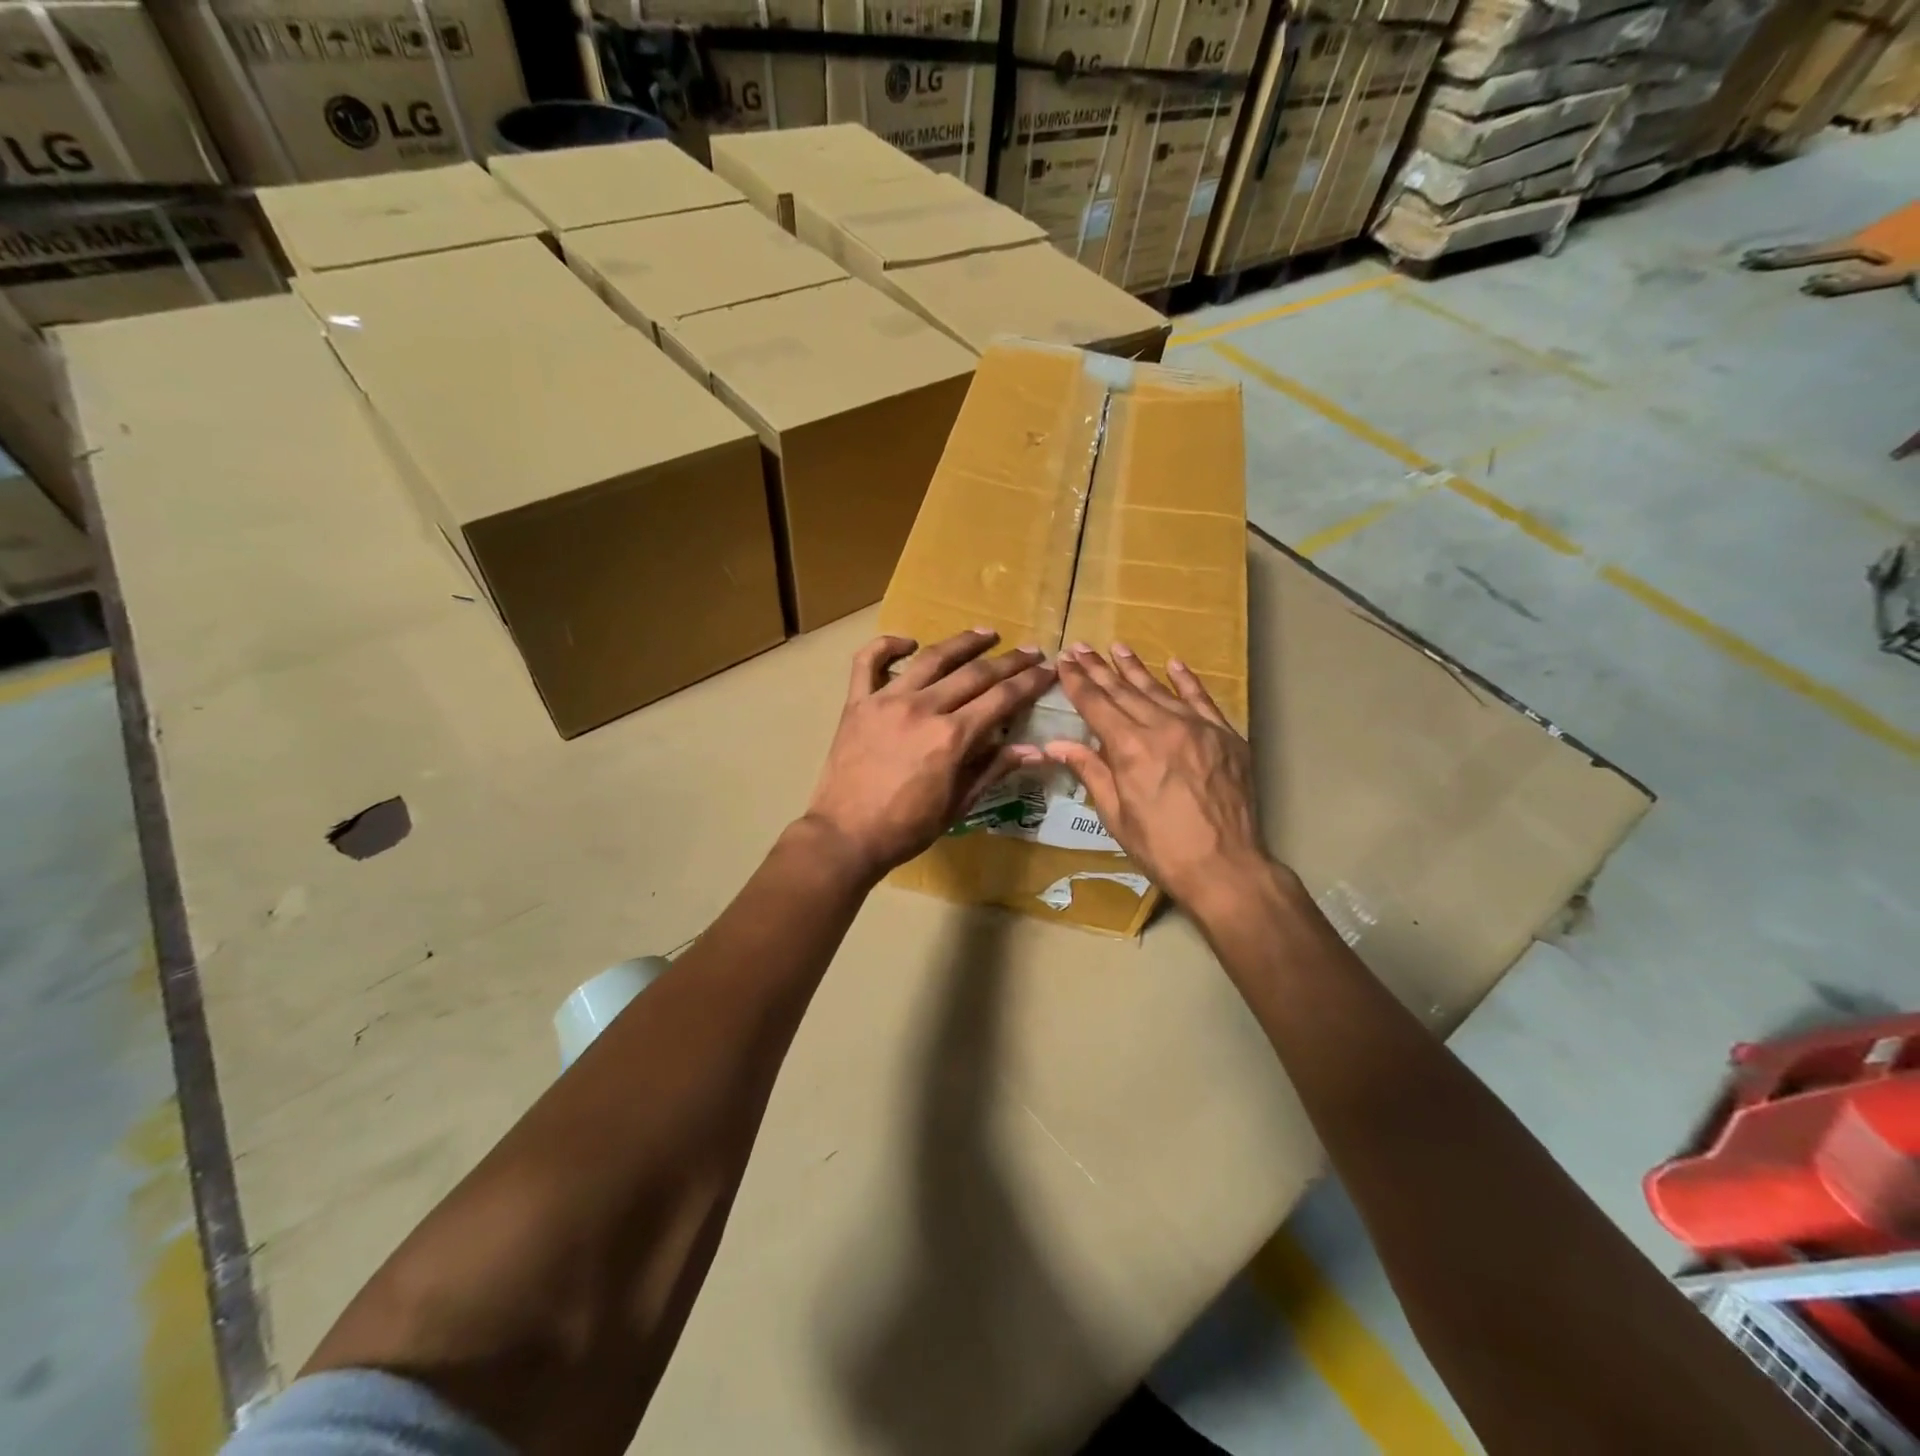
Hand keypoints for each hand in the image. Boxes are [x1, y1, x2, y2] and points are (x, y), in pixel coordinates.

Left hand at [802, 629, 1053, 881]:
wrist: (845, 836)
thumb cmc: (906, 828)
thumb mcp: (958, 804)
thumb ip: (993, 770)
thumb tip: (1035, 750)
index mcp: (952, 737)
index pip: (1002, 699)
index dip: (1030, 682)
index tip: (1049, 671)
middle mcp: (923, 708)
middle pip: (975, 674)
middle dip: (1009, 661)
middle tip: (1031, 651)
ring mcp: (886, 700)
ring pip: (931, 658)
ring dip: (962, 642)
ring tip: (986, 633)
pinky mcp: (857, 703)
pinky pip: (868, 662)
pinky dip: (887, 646)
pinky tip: (908, 642)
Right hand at [1045, 643, 1267, 911]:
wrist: (1225, 865)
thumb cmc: (1160, 847)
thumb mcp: (1115, 813)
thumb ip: (1090, 771)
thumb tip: (1056, 744)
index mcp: (1129, 747)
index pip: (1096, 704)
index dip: (1077, 683)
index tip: (1064, 662)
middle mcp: (1162, 727)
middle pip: (1124, 691)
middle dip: (1099, 669)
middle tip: (1081, 647)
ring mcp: (1198, 728)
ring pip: (1159, 690)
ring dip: (1135, 668)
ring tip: (1117, 647)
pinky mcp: (1225, 736)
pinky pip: (1202, 700)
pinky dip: (1187, 681)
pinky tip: (1173, 664)